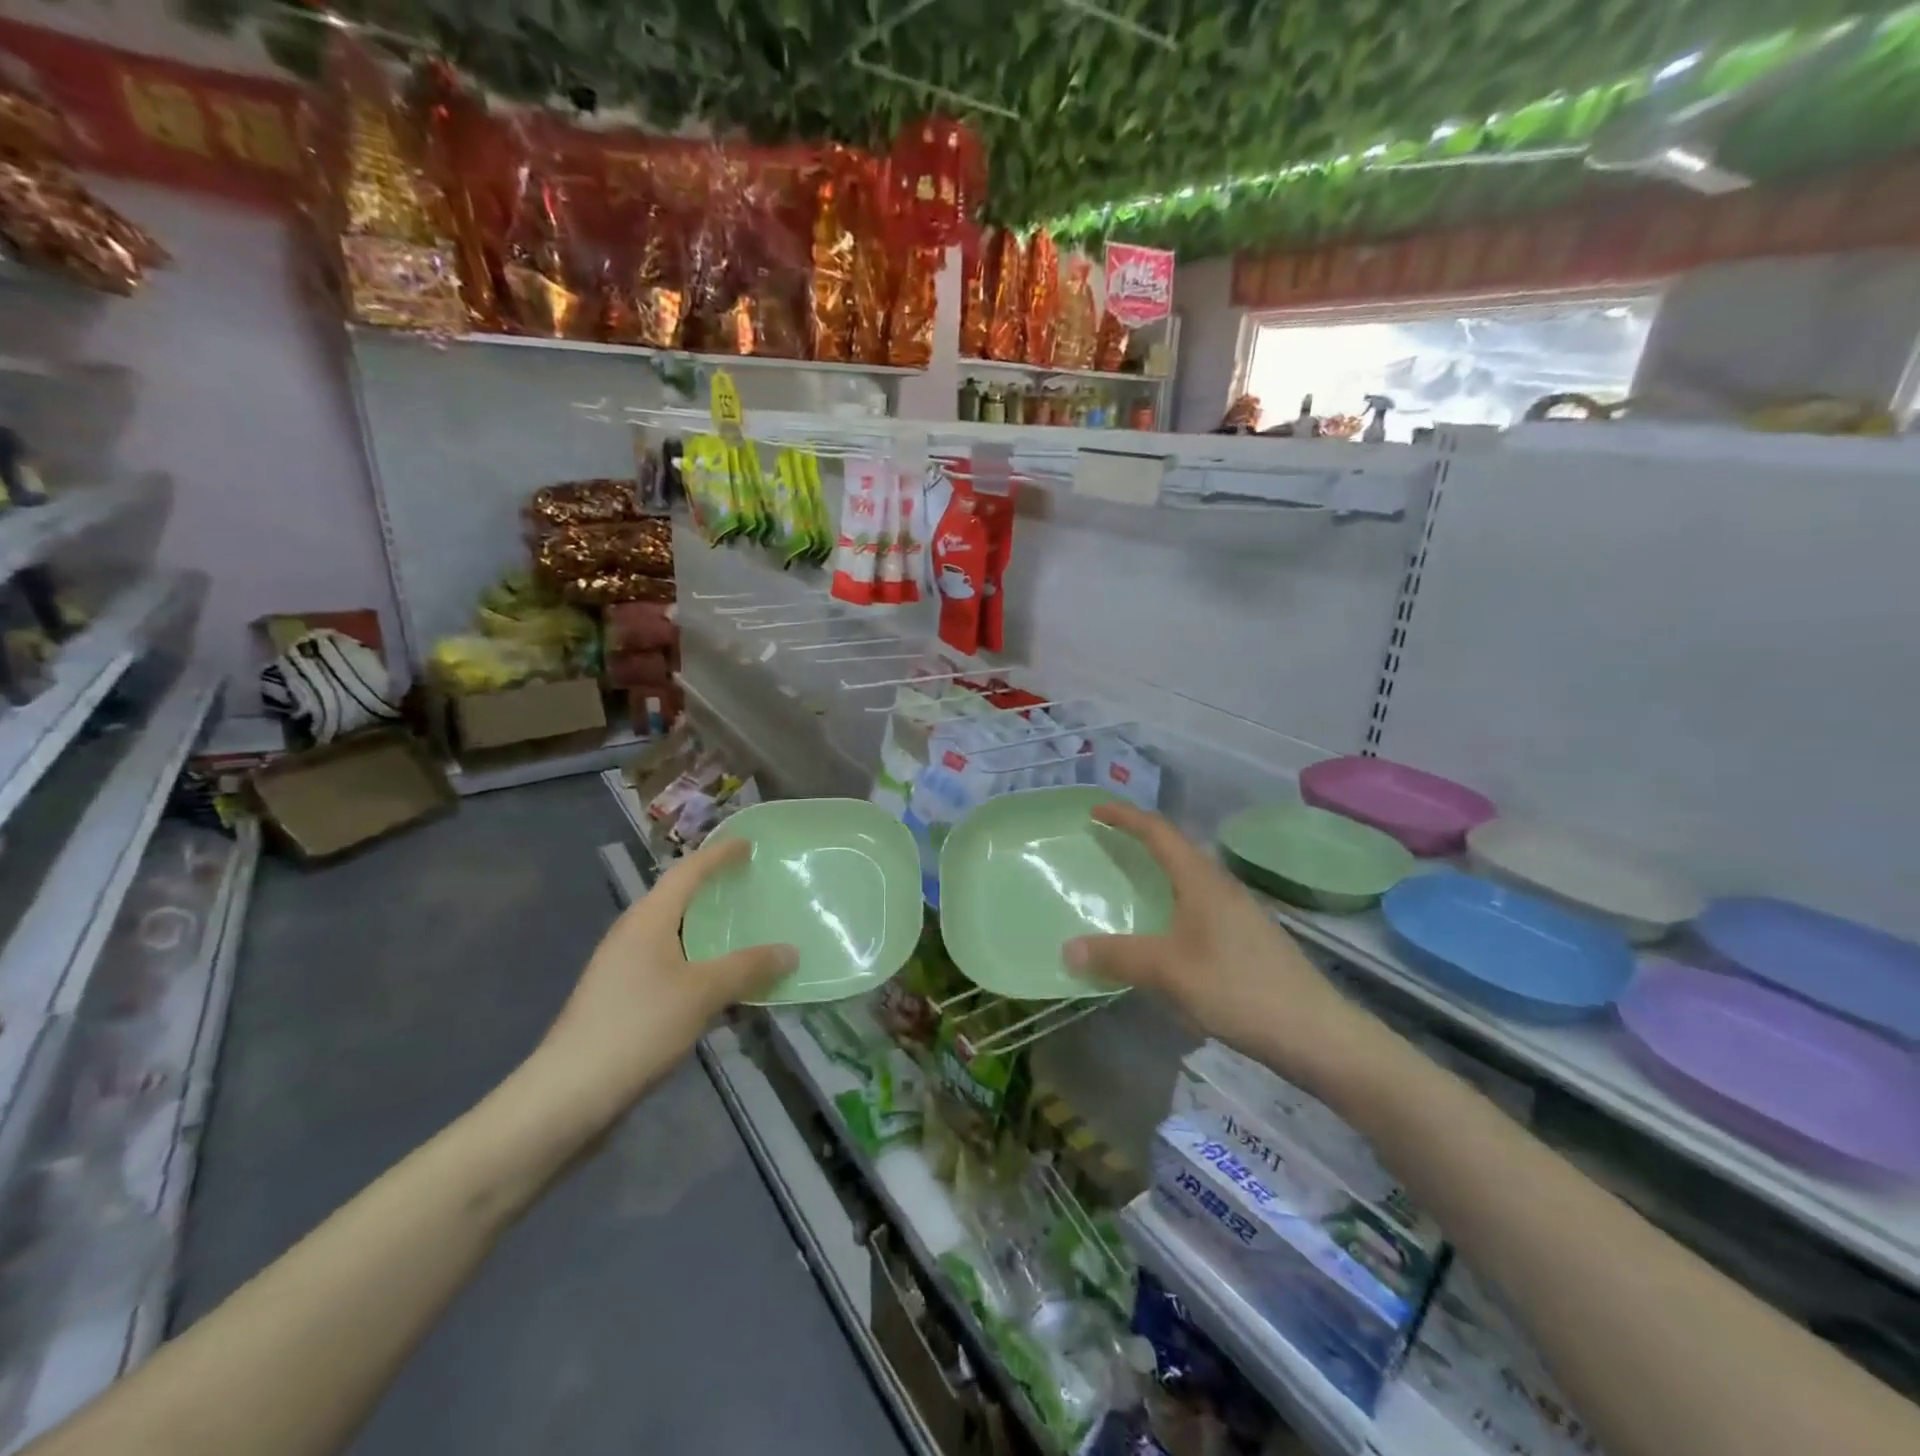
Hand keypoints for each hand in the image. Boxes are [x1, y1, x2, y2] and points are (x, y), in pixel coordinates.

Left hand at [534, 839, 795, 1130]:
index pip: (688, 871)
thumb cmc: (637, 1026)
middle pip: (679, 900)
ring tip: (746, 934)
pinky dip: (700, 965)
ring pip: (676, 937)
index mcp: (648, 919)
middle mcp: (633, 934)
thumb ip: (748, 967)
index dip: (719, 854)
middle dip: (715, 891)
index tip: (748, 845)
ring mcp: (624, 969)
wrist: (567, 1095)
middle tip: (753, 888)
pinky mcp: (623, 1000)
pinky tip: (721, 988)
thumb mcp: (702, 993)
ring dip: (709, 933)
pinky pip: (671, 967)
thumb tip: (790, 950)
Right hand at [1064, 803, 1383, 1096]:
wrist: (1316, 1033)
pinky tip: (1165, 934)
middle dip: (1140, 841)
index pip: (1159, 832)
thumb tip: (1067, 948)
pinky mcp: (1248, 938)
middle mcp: (1222, 886)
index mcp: (1202, 880)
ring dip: (1158, 873)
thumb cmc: (1238, 989)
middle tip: (1105, 847)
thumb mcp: (1168, 972)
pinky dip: (1172, 903)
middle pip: (1176, 849)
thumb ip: (1116, 957)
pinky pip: (1199, 904)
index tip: (1094, 813)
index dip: (1125, 817)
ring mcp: (1239, 912)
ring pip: (1190, 879)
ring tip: (1129, 885)